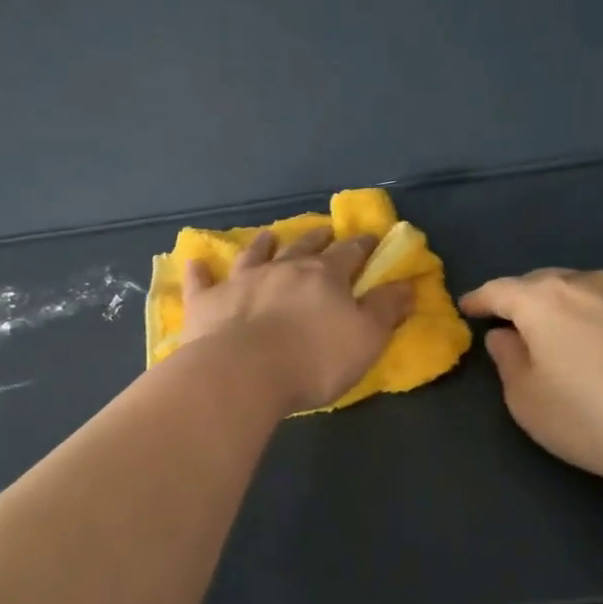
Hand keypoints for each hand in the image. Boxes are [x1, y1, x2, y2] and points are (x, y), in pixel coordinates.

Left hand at [180, 228, 414, 413]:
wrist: (243, 372)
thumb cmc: (312, 359)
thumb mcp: (366, 339)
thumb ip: (386, 310)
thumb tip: (407, 285)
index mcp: (323, 276)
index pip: (349, 254)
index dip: (362, 246)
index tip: (369, 238)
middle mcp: (282, 269)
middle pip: (302, 247)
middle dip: (316, 238)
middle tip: (323, 230)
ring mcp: (240, 282)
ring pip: (254, 255)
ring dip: (263, 245)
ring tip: (269, 236)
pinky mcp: (206, 302)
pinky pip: (201, 282)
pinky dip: (199, 272)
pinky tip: (195, 263)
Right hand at [459, 269, 602, 494]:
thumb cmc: (591, 417)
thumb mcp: (526, 400)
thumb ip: (508, 360)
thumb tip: (506, 336)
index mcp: (543, 299)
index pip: (499, 290)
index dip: (479, 299)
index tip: (467, 308)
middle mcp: (590, 283)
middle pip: (545, 283)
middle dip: (525, 299)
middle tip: (516, 322)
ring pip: (591, 291)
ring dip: (572, 307)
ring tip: (570, 335)